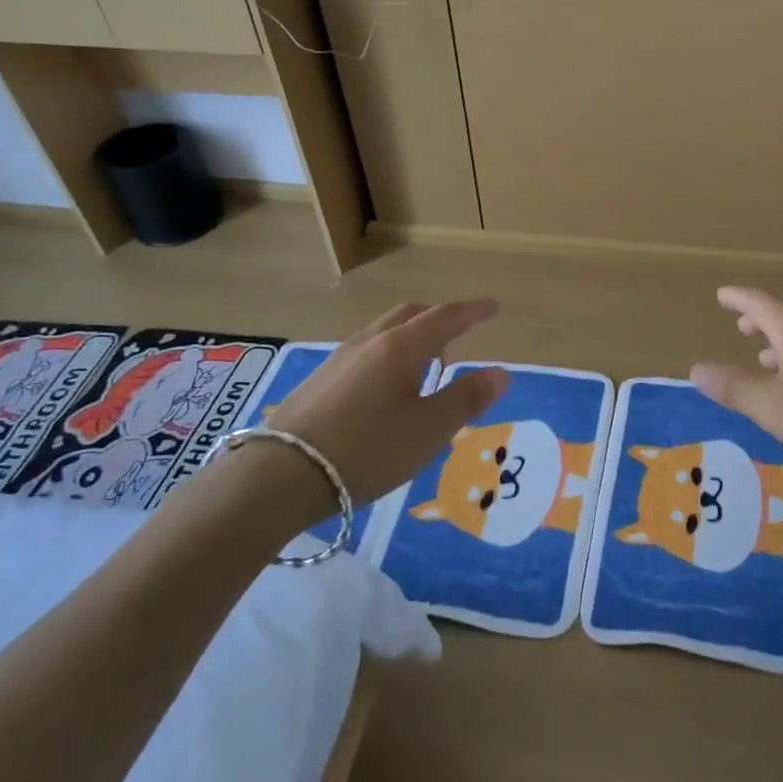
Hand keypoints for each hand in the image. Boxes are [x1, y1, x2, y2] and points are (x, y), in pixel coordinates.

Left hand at [263, 300, 508, 502]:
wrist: (282, 474)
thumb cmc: (368, 448)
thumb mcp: (429, 430)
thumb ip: (467, 399)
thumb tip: (501, 372)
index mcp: (401, 347)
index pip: (445, 317)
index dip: (472, 311)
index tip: (493, 307)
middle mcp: (370, 342)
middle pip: (410, 315)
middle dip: (439, 319)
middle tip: (460, 336)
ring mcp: (340, 359)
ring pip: (385, 332)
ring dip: (413, 337)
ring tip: (428, 364)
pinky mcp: (320, 380)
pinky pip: (366, 351)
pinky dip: (390, 354)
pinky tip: (388, 387)